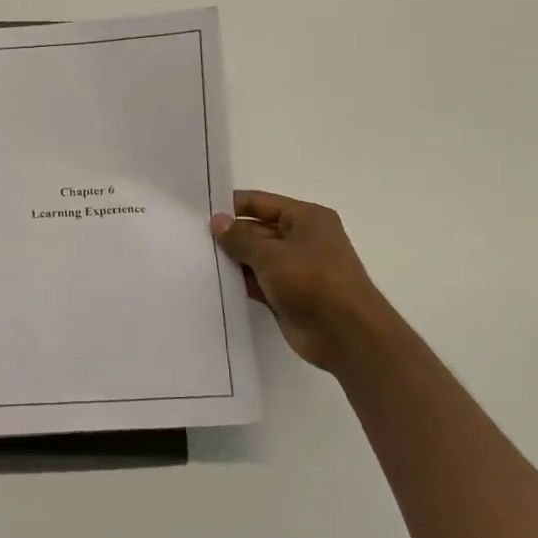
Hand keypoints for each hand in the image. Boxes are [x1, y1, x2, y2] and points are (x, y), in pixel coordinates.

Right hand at [211, 190, 393, 376]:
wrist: (346, 334)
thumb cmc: (311, 281)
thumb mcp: (270, 254)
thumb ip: (239, 238)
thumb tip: (216, 221)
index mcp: (306, 217)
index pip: (260, 202)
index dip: (231, 206)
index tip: (198, 213)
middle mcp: (303, 238)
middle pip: (257, 230)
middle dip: (229, 236)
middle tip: (191, 240)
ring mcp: (297, 269)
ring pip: (257, 258)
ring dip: (233, 261)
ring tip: (196, 261)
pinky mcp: (289, 295)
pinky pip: (260, 283)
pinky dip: (242, 283)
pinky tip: (215, 284)